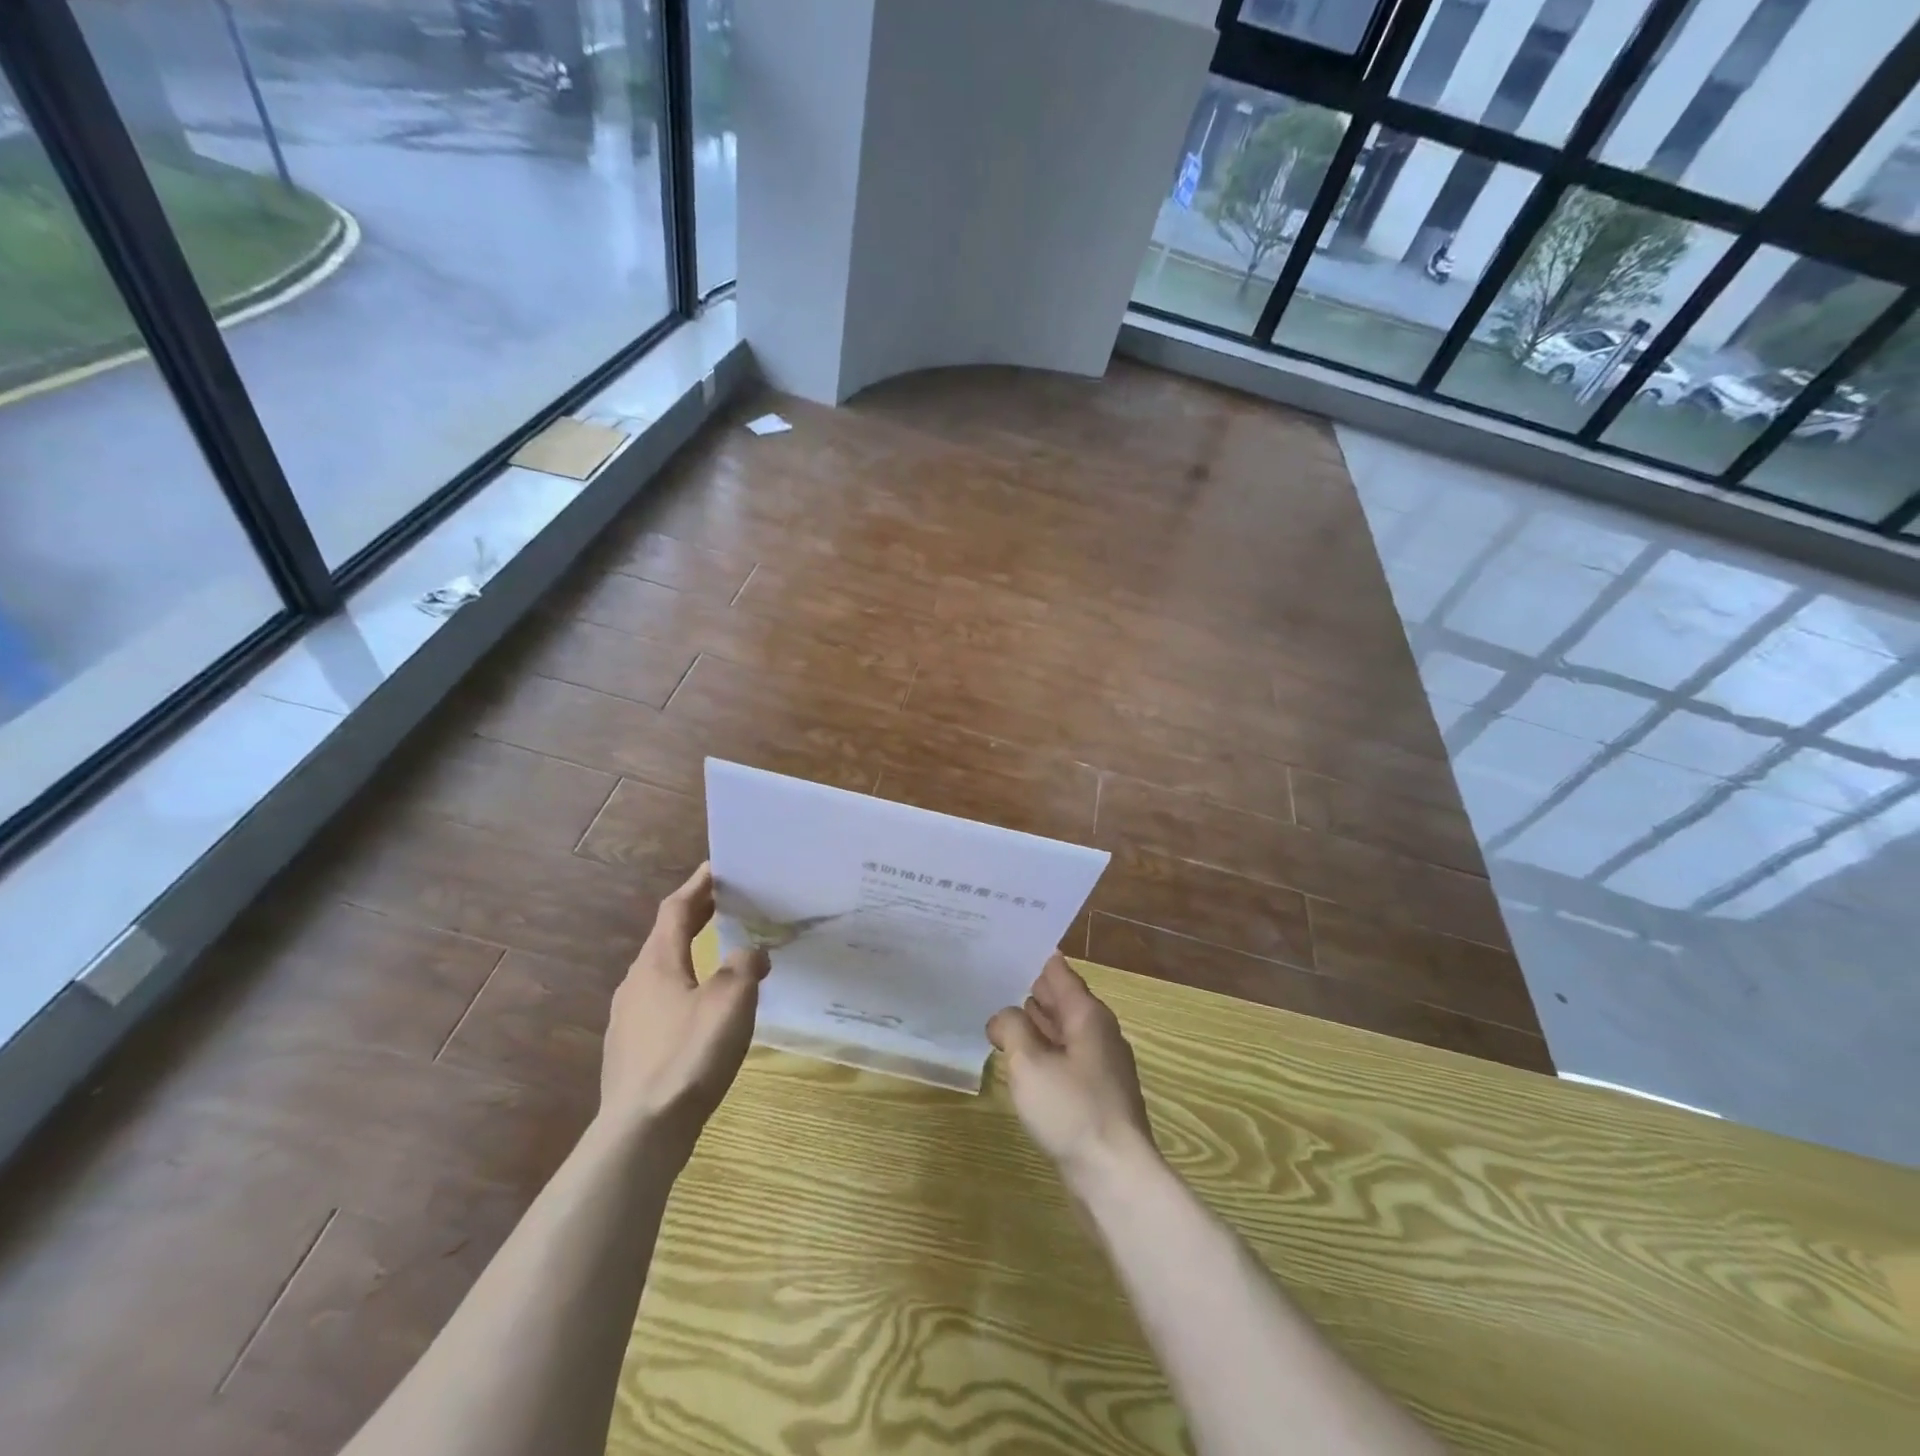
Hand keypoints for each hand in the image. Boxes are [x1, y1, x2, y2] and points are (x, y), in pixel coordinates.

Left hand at [600, 863, 769, 1154]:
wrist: (641, 1132)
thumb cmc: (688, 1055)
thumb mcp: (730, 1001)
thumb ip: (744, 967)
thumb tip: (752, 953)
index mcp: (657, 963)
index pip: (676, 909)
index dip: (697, 886)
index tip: (717, 867)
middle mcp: (636, 983)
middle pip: (666, 938)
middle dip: (696, 917)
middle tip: (726, 903)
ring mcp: (628, 1019)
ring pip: (662, 972)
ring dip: (690, 955)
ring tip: (720, 955)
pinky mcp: (630, 1051)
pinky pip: (660, 1004)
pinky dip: (684, 989)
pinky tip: (702, 1012)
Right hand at [987, 954, 1157, 1189]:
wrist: (1115, 1176)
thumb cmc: (1072, 1110)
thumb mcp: (1029, 1063)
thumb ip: (1012, 1028)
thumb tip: (1003, 1016)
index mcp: (1088, 1015)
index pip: (1059, 972)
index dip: (1033, 958)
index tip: (1007, 945)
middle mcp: (1099, 1032)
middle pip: (1062, 1000)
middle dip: (1031, 990)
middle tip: (993, 978)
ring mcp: (1101, 1065)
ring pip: (1063, 1031)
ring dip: (1035, 1022)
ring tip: (1000, 1013)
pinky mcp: (1096, 1094)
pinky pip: (1065, 1058)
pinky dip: (1043, 1050)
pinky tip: (1021, 1059)